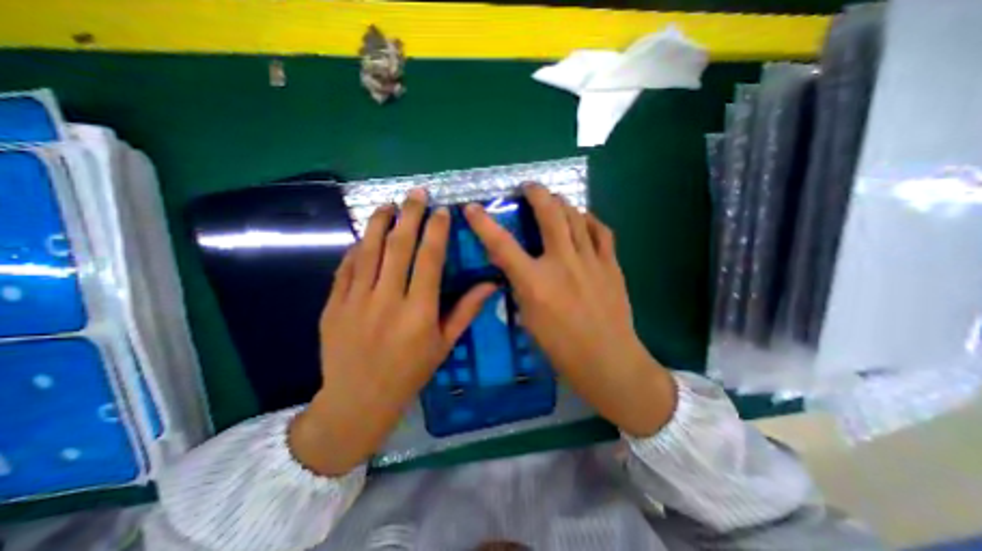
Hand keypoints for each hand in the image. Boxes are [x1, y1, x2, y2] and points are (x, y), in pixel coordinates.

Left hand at [289, 188, 494, 473]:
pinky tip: (364, 237)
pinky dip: (356, 249)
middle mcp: (387, 300)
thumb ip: (466, 310)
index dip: (436, 231)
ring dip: (379, 223)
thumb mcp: (444, 344)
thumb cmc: (410, 373)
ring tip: (388, 204)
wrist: (358, 400)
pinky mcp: (333, 305)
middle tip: (416, 193)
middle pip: (398, 246)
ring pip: (368, 251)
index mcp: (418, 311)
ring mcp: (355, 301)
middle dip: (409, 215)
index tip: (440, 211)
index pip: (428, 259)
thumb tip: (491, 283)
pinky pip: (345, 268)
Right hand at [466, 184, 680, 437]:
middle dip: (536, 193)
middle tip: (529, 187)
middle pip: (549, 214)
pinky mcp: (611, 265)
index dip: (483, 224)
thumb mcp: (529, 319)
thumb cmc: (561, 348)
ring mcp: (591, 261)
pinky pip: (601, 231)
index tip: (472, 208)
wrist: (608, 360)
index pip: (502, 245)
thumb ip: (520, 287)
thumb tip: (514, 266)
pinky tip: (583, 219)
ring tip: (554, 199)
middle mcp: (562, 264)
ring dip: (562, 202)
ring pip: (576, 217)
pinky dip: (590, 220)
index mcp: (536, 282)